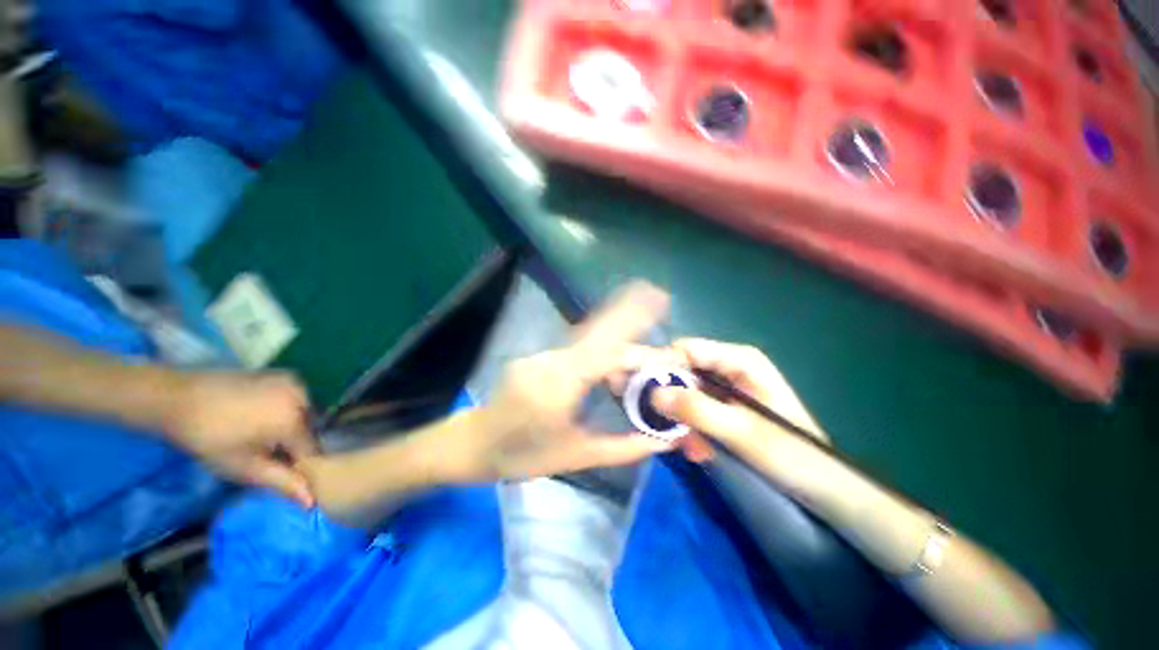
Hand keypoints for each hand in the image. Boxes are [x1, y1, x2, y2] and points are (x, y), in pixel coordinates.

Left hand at [164, 371, 317, 505]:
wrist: (180, 398)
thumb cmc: (210, 439)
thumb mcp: (244, 468)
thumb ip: (282, 482)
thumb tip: (312, 502)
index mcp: (295, 421)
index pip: (312, 451)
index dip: (298, 465)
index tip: (278, 471)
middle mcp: (304, 398)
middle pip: (310, 430)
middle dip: (295, 443)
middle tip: (266, 453)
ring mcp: (295, 383)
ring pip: (305, 413)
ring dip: (292, 425)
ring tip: (261, 433)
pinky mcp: (285, 375)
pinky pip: (297, 399)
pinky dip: (288, 408)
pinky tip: (261, 413)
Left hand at [441, 282, 674, 481]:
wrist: (472, 444)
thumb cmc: (521, 457)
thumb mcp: (575, 458)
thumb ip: (622, 448)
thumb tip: (662, 441)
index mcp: (557, 386)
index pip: (605, 353)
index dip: (635, 336)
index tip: (662, 323)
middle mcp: (549, 361)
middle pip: (597, 332)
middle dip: (628, 313)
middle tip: (656, 298)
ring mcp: (541, 354)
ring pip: (588, 338)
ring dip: (617, 337)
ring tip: (643, 353)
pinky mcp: (538, 355)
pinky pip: (577, 346)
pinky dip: (601, 348)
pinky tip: (613, 366)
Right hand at [649, 339, 830, 489]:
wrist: (823, 487)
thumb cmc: (792, 455)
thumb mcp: (742, 432)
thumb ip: (697, 410)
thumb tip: (652, 394)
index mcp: (739, 359)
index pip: (686, 349)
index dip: (661, 365)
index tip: (641, 391)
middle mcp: (729, 366)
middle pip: (682, 369)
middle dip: (671, 400)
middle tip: (664, 427)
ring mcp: (725, 387)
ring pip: (684, 392)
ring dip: (680, 420)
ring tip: (689, 448)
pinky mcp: (722, 406)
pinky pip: (693, 408)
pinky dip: (690, 428)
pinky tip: (698, 450)